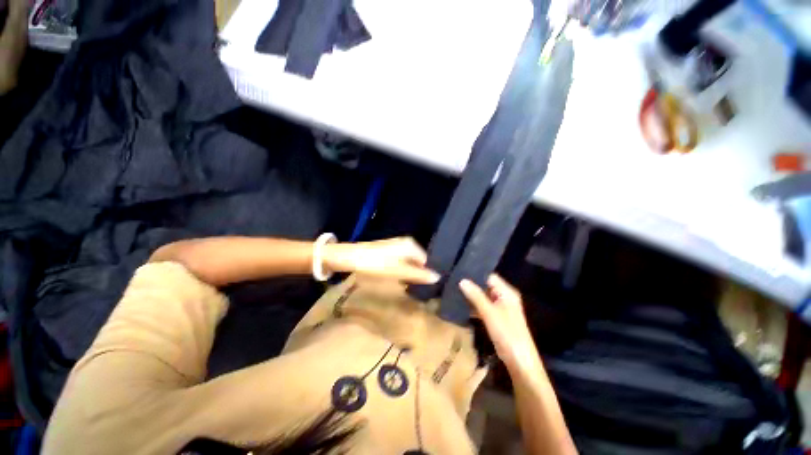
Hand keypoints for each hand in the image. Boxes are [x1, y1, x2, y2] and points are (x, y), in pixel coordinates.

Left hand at [324, 237, 439, 283]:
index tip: (426, 286)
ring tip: (408, 284)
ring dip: (410, 272)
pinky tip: (398, 277)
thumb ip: (419, 274)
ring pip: (409, 261)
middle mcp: (406, 243)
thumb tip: (438, 277)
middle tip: (417, 287)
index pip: (426, 260)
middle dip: (418, 273)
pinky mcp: (388, 250)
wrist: (351, 257)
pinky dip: (402, 269)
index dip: (427, 273)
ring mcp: (396, 245)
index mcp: (411, 245)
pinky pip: (401, 260)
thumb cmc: (377, 264)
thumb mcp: (400, 271)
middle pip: (418, 260)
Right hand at [460, 275, 541, 374]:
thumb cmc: (507, 334)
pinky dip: (474, 306)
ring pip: (483, 297)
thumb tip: (462, 280)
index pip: (489, 276)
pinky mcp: (496, 318)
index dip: (475, 273)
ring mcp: (501, 308)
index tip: (459, 271)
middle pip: (486, 286)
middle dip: (471, 284)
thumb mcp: (489, 313)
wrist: (520, 362)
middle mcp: (505, 297)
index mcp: (507, 292)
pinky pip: (483, 307)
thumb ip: (476, 296)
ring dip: (471, 295)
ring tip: (454, 290)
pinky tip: (461, 304)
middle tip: (453, 280)